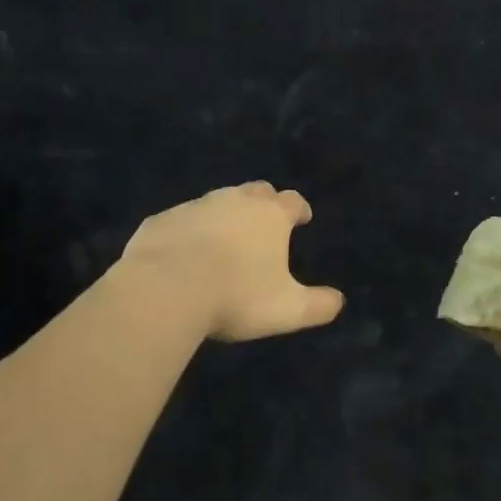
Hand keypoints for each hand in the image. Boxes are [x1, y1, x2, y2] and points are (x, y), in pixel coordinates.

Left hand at [116, 182, 343, 340]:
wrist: (165, 289)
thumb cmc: (236, 295)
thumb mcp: (287, 310)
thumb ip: (318, 305)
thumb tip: (339, 301)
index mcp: (270, 216)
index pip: (293, 201)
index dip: (300, 209)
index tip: (302, 218)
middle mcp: (234, 201)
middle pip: (256, 191)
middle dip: (264, 202)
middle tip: (264, 223)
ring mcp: (195, 206)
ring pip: (216, 201)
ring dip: (224, 215)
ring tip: (223, 240)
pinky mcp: (161, 220)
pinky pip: (180, 221)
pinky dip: (188, 231)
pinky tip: (183, 253)